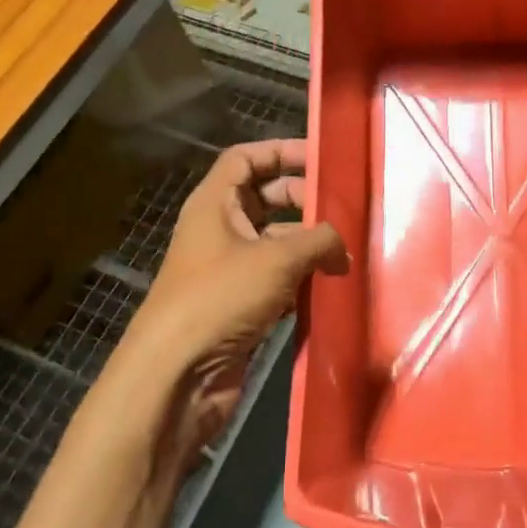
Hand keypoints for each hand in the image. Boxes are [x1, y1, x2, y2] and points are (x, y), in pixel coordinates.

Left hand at [127, 140, 346, 459]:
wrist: (177, 376)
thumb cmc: (220, 298)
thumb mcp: (276, 259)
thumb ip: (318, 241)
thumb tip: (343, 246)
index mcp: (215, 204)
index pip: (246, 159)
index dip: (282, 151)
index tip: (322, 159)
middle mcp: (220, 230)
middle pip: (266, 198)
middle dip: (304, 201)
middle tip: (344, 211)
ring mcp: (229, 269)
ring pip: (276, 242)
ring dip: (309, 245)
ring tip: (349, 251)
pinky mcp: (240, 305)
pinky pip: (278, 280)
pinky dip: (302, 279)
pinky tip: (332, 286)